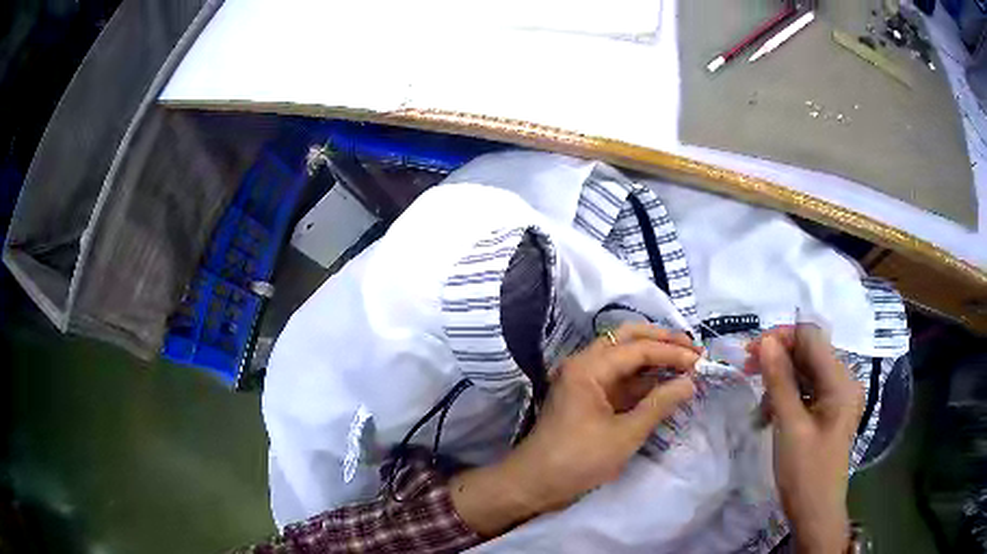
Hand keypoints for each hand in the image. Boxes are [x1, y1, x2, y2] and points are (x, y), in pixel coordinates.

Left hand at [450, 323, 699, 536]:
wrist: (534, 484)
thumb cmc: (578, 460)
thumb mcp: (624, 434)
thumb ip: (659, 404)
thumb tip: (690, 382)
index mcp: (588, 367)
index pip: (638, 348)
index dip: (672, 352)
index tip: (700, 360)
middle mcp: (584, 364)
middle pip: (627, 340)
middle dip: (661, 341)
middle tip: (692, 349)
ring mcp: (583, 379)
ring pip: (623, 357)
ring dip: (653, 358)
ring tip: (685, 363)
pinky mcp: (586, 396)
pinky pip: (618, 378)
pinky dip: (641, 379)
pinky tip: (664, 383)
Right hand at [755, 325, 862, 553]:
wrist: (815, 514)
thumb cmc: (805, 473)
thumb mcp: (790, 426)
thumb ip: (779, 381)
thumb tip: (765, 341)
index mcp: (840, 381)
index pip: (810, 337)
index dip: (780, 337)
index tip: (749, 353)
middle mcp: (843, 381)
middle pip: (808, 352)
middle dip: (778, 359)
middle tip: (746, 372)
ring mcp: (837, 397)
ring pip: (805, 371)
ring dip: (780, 381)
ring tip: (759, 406)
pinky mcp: (829, 412)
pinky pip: (807, 391)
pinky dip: (787, 396)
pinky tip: (770, 415)